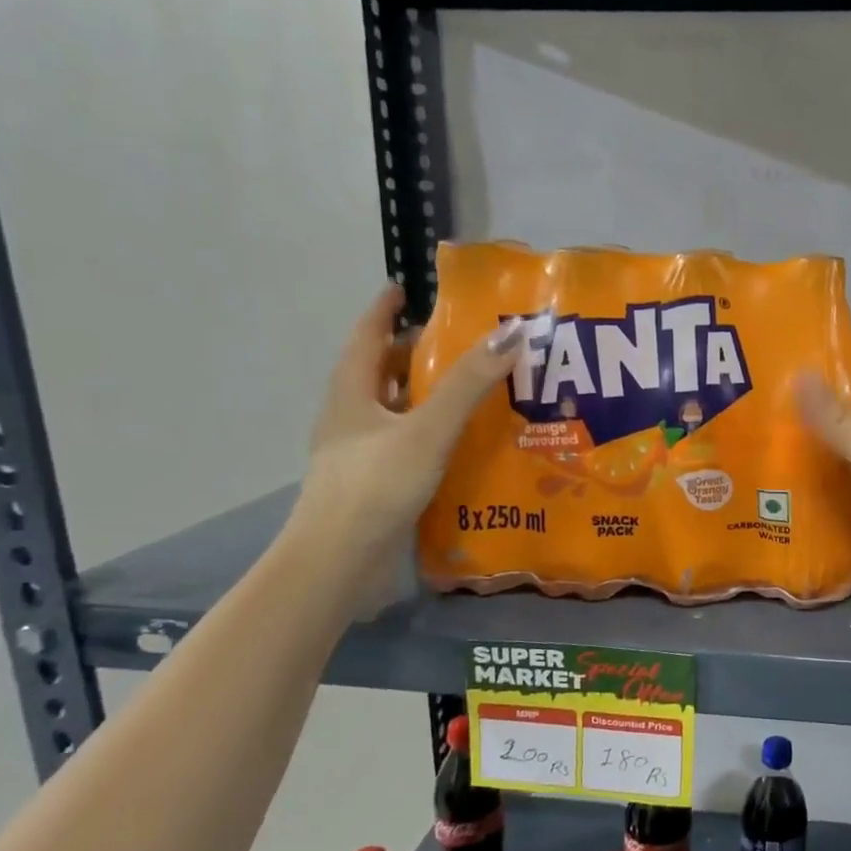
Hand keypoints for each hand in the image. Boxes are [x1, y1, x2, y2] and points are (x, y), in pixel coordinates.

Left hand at [291, 284, 520, 568]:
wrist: (340, 562)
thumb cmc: (377, 485)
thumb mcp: (427, 429)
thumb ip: (468, 385)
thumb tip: (510, 335)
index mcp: (352, 394)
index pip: (367, 337)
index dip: (384, 310)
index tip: (405, 289)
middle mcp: (351, 418)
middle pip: (381, 373)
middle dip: (413, 353)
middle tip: (458, 341)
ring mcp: (360, 454)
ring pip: (394, 411)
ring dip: (425, 395)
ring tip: (468, 387)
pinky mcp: (376, 484)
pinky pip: (406, 443)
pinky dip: (430, 432)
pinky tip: (459, 442)